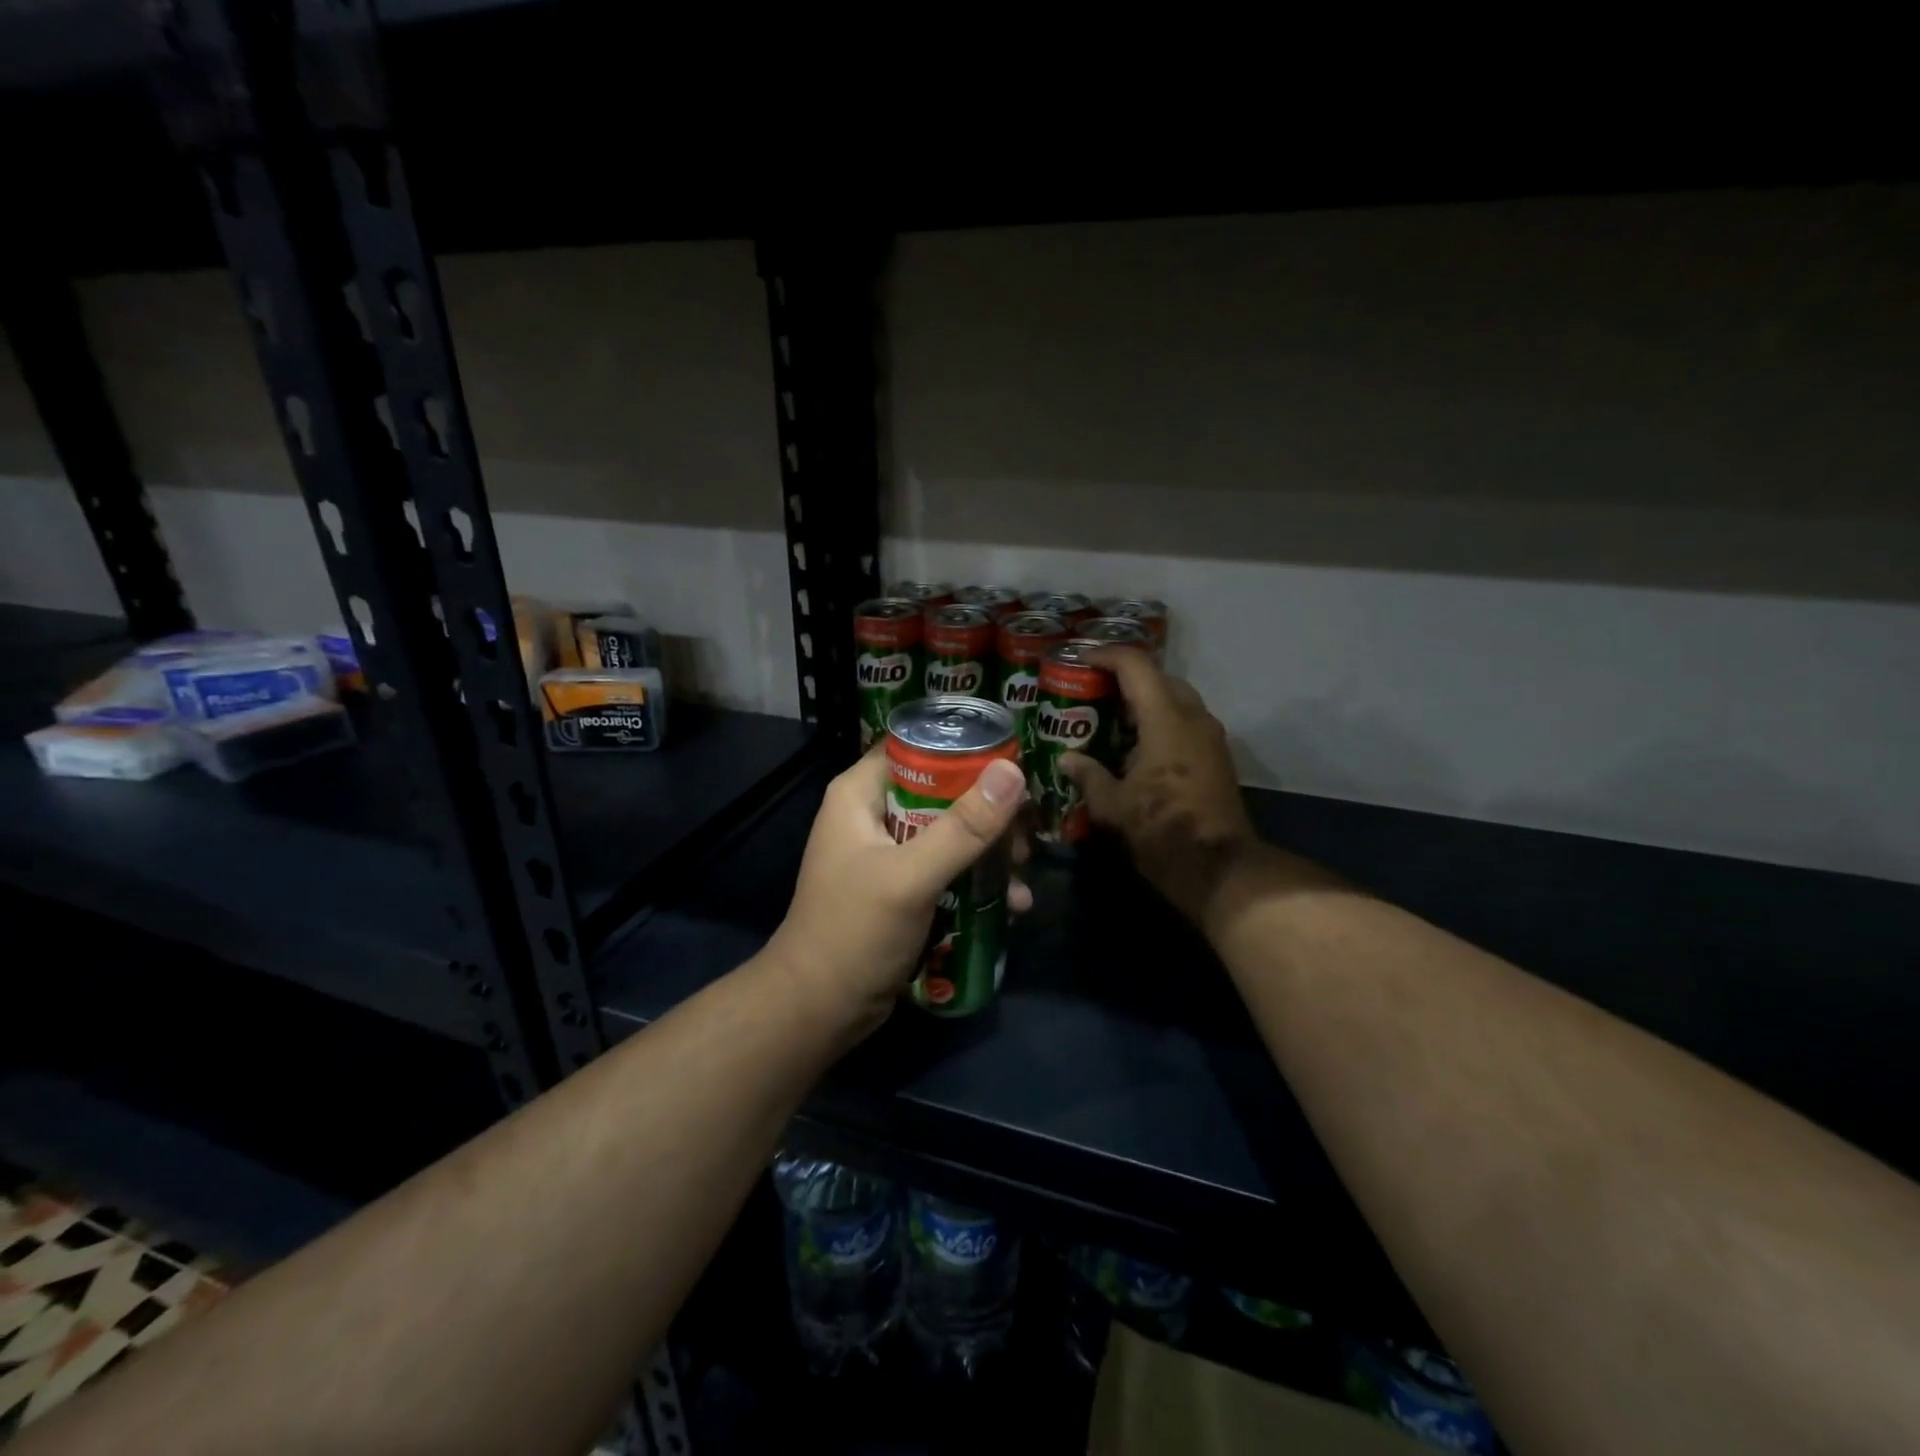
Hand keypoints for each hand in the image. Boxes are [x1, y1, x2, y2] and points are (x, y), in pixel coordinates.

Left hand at [767, 749, 1030, 1032]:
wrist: (820, 1010)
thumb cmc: (854, 931)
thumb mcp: (911, 876)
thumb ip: (963, 827)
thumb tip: (1012, 772)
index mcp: (860, 794)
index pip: (915, 746)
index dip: (963, 749)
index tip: (1014, 760)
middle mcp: (874, 815)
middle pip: (942, 790)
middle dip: (988, 809)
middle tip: (1027, 828)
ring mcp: (889, 854)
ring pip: (951, 832)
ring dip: (990, 849)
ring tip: (1024, 868)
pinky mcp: (903, 888)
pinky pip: (948, 868)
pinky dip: (978, 881)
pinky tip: (1012, 903)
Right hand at [1059, 647, 1257, 922]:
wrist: (1218, 868)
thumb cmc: (1161, 830)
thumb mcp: (1113, 805)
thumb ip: (1088, 775)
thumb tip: (1067, 760)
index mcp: (1166, 720)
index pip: (1136, 666)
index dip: (1106, 655)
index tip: (1081, 660)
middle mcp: (1194, 718)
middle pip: (1160, 678)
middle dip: (1127, 678)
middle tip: (1094, 690)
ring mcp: (1211, 737)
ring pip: (1177, 700)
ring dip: (1146, 701)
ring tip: (1112, 717)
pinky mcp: (1218, 757)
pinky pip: (1186, 723)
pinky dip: (1161, 722)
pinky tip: (1137, 746)